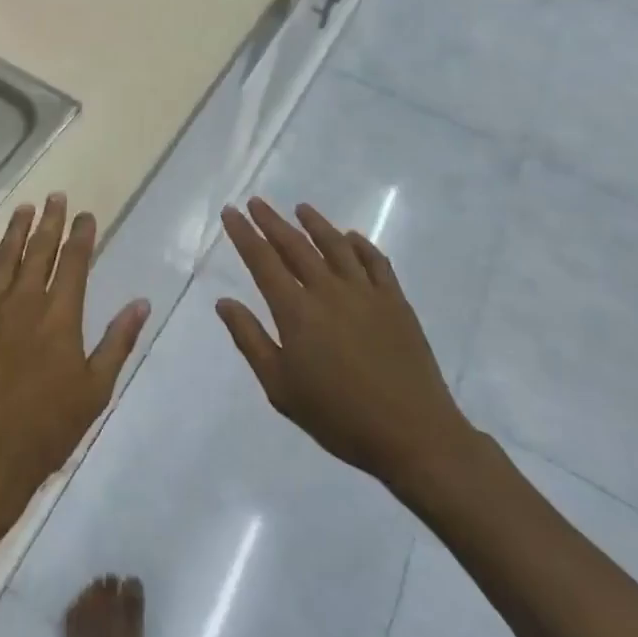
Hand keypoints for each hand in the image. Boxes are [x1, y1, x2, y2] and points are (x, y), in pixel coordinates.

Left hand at [0, 194, 149, 515]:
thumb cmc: (47, 428)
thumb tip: (141, 302)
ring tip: (25, 208)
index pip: (75, 262)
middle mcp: (25, 302)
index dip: (82, 235)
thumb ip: (118, 341)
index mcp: (60, 315)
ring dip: (16, 231)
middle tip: (55, 197)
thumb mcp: (95, 390)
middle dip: (50, 221)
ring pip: (4, 258)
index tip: (85, 215)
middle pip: (40, 251)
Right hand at [215, 198, 481, 494]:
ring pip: (335, 244)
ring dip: (315, 223)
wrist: (413, 434)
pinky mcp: (395, 300)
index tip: (230, 211)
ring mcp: (365, 292)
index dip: (244, 234)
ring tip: (301, 208)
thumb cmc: (339, 417)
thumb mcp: (280, 388)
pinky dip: (360, 244)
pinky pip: (375, 261)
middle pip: (295, 245)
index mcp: (296, 311)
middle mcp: (328, 290)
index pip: (262, 260)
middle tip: (256, 202)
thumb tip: (224, 302)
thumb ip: (250, 340)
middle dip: (272, 221)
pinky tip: (351, 237)